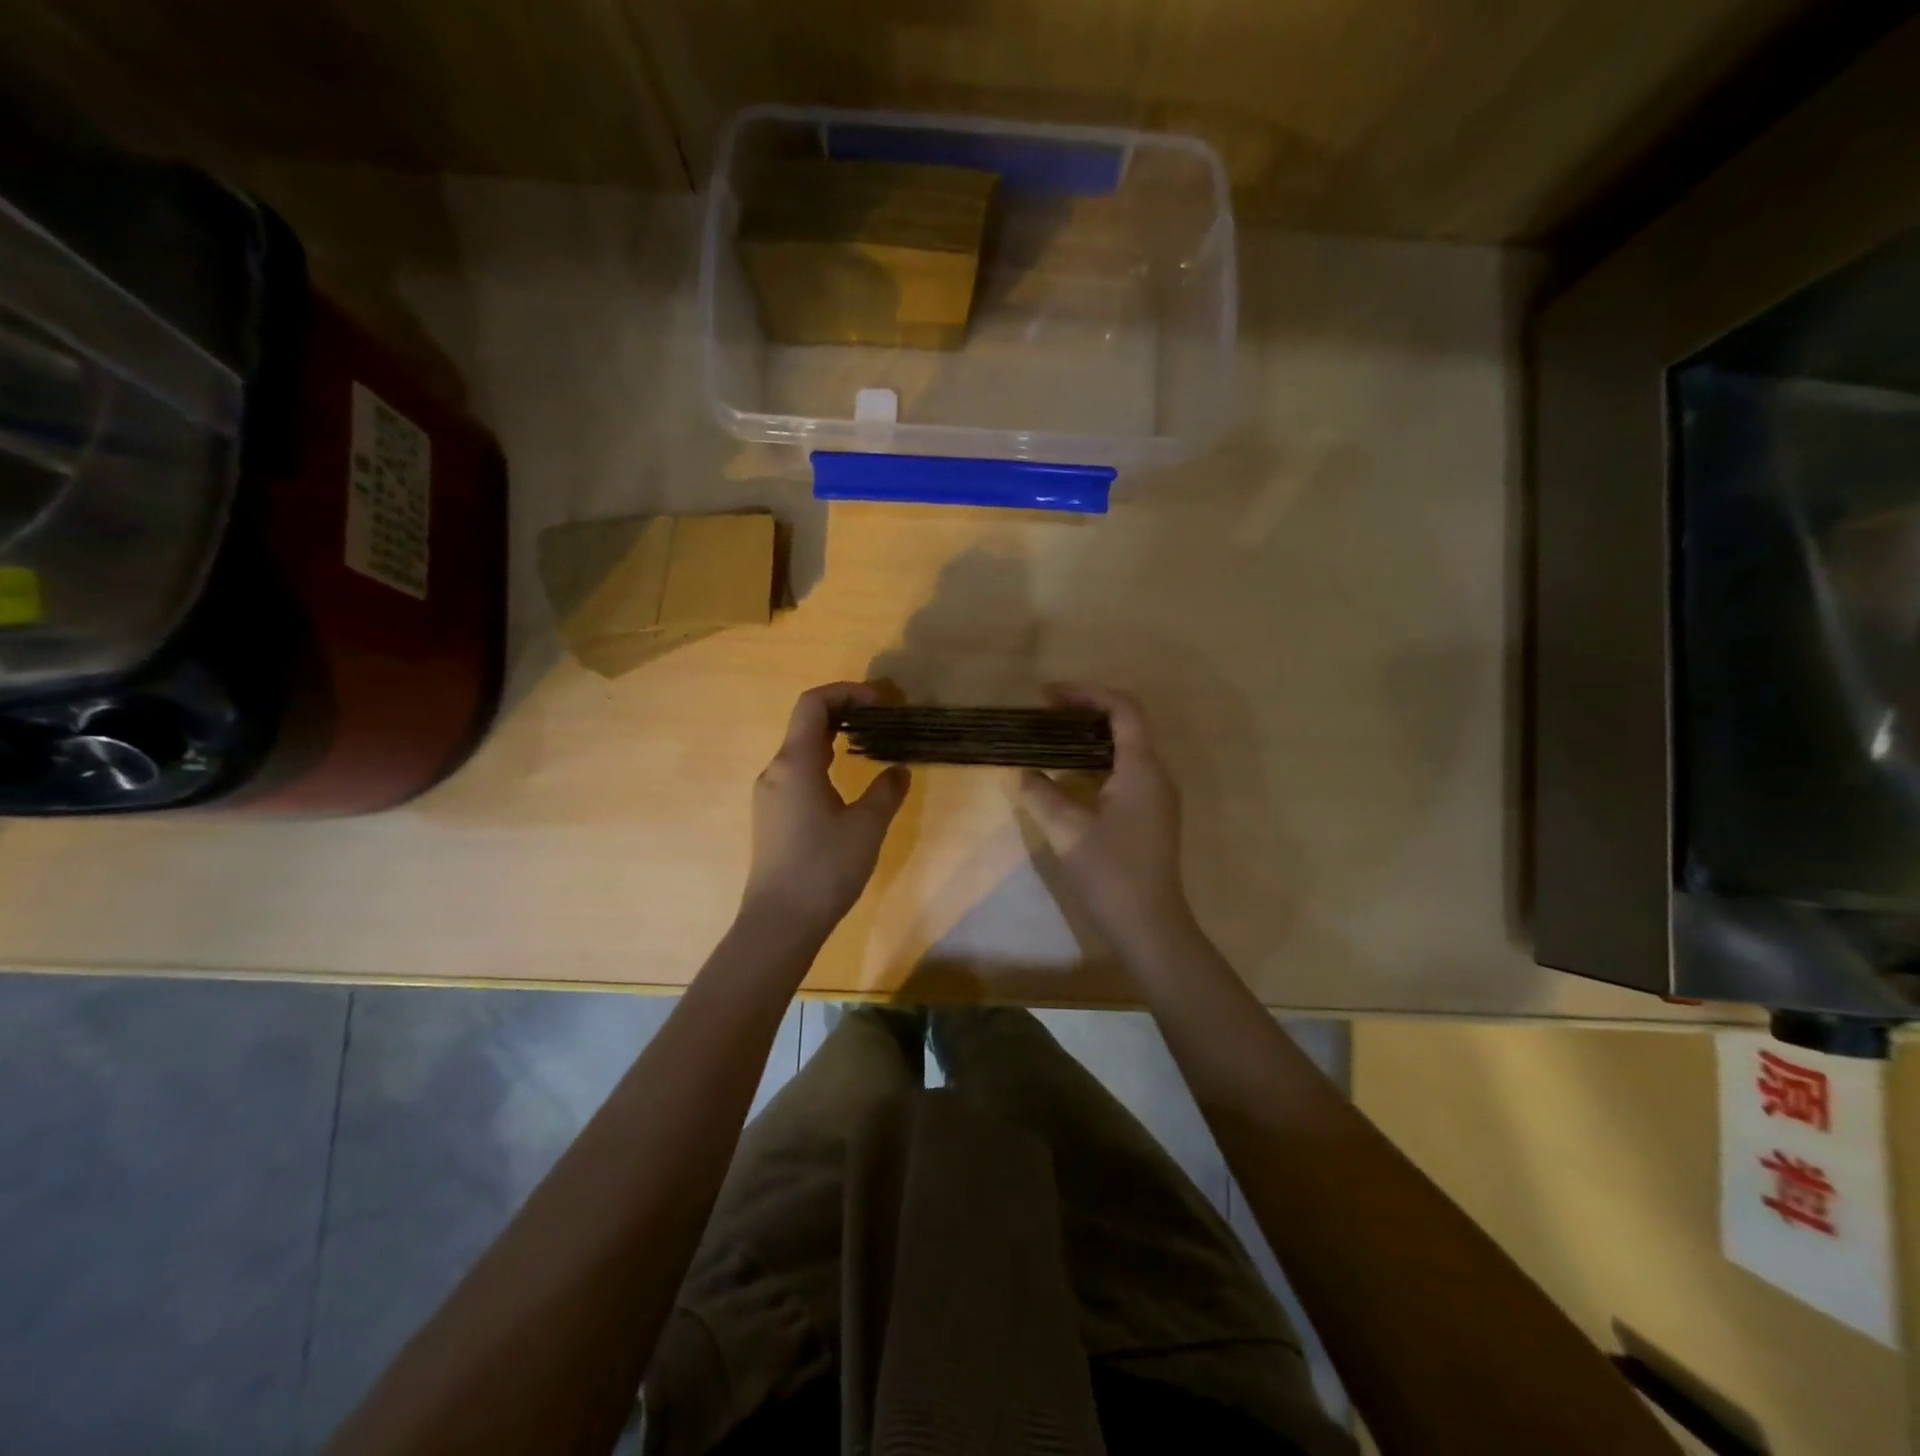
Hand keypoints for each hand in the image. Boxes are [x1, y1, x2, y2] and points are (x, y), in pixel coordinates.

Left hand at [741, 682, 909, 940]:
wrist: (779, 922)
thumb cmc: (824, 868)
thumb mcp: (867, 827)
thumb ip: (886, 791)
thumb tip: (898, 770)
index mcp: (795, 763)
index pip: (813, 704)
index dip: (847, 692)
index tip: (881, 702)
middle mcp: (776, 771)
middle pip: (806, 723)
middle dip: (844, 712)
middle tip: (882, 720)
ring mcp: (770, 795)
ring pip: (801, 749)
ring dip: (834, 738)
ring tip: (870, 747)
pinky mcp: (772, 816)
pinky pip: (797, 773)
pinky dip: (824, 762)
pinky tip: (846, 783)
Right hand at [1018, 685, 1198, 963]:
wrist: (1150, 927)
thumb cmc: (1111, 874)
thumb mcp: (1068, 831)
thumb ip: (1043, 795)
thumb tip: (1025, 774)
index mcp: (1142, 769)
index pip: (1123, 710)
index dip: (1087, 694)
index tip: (1049, 696)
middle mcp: (1156, 775)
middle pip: (1126, 726)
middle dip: (1086, 712)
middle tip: (1046, 715)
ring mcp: (1156, 798)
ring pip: (1125, 751)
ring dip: (1090, 739)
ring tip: (1051, 740)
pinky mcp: (1150, 817)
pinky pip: (1125, 773)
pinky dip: (1096, 763)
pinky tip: (1069, 778)